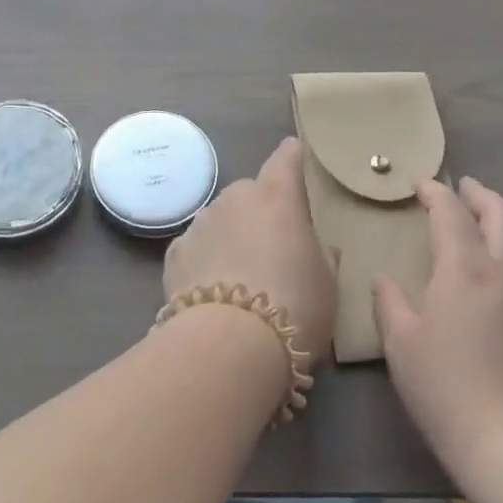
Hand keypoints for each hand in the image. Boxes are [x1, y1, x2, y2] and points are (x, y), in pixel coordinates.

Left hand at [163, 137, 337, 371]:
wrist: (228, 344)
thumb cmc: (294, 306)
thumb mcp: (328, 284)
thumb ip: (322, 255)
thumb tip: (317, 247)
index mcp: (277, 196)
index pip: (287, 157)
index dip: (294, 157)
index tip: (298, 158)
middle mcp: (235, 197)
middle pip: (252, 194)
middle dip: (262, 213)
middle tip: (275, 250)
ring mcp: (201, 222)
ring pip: (222, 220)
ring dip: (232, 236)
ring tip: (242, 279)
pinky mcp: (175, 252)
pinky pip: (198, 248)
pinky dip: (206, 261)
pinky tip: (214, 292)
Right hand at [374, 176, 502, 482]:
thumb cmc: (445, 387)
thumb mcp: (400, 342)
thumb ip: (389, 301)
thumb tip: (384, 279)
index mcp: (464, 267)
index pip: (450, 213)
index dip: (435, 193)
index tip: (421, 186)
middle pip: (499, 213)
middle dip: (479, 195)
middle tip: (463, 188)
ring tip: (498, 220)